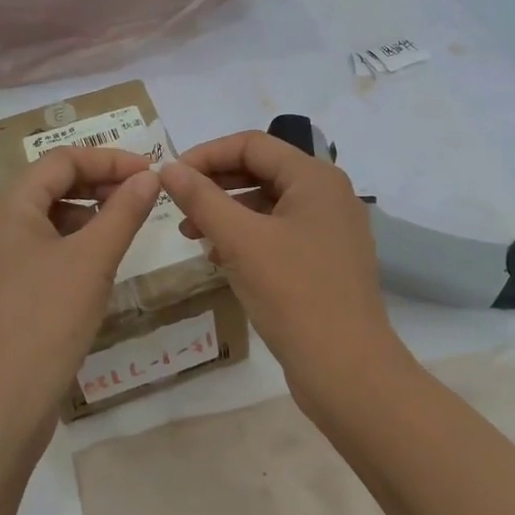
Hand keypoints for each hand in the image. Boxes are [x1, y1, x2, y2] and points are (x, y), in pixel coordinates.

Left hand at [0, 146, 161, 437]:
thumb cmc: (46, 322)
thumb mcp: (93, 261)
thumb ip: (123, 212)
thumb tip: (148, 177)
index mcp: (5, 207)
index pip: (61, 161)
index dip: (108, 160)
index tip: (150, 172)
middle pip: (47, 188)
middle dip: (96, 186)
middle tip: (142, 199)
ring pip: (40, 222)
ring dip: (83, 218)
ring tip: (122, 232)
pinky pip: (32, 253)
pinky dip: (66, 248)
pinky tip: (92, 269)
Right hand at [158, 131, 401, 399]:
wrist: (346, 369)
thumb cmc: (293, 293)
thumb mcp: (239, 240)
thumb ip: (201, 198)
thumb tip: (168, 168)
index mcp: (315, 178)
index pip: (252, 144)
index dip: (207, 154)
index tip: (170, 176)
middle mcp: (328, 196)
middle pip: (262, 171)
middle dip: (215, 184)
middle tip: (176, 205)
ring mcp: (330, 230)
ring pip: (269, 205)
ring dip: (227, 212)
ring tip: (191, 234)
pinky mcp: (325, 261)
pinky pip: (279, 233)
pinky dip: (246, 237)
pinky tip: (218, 256)